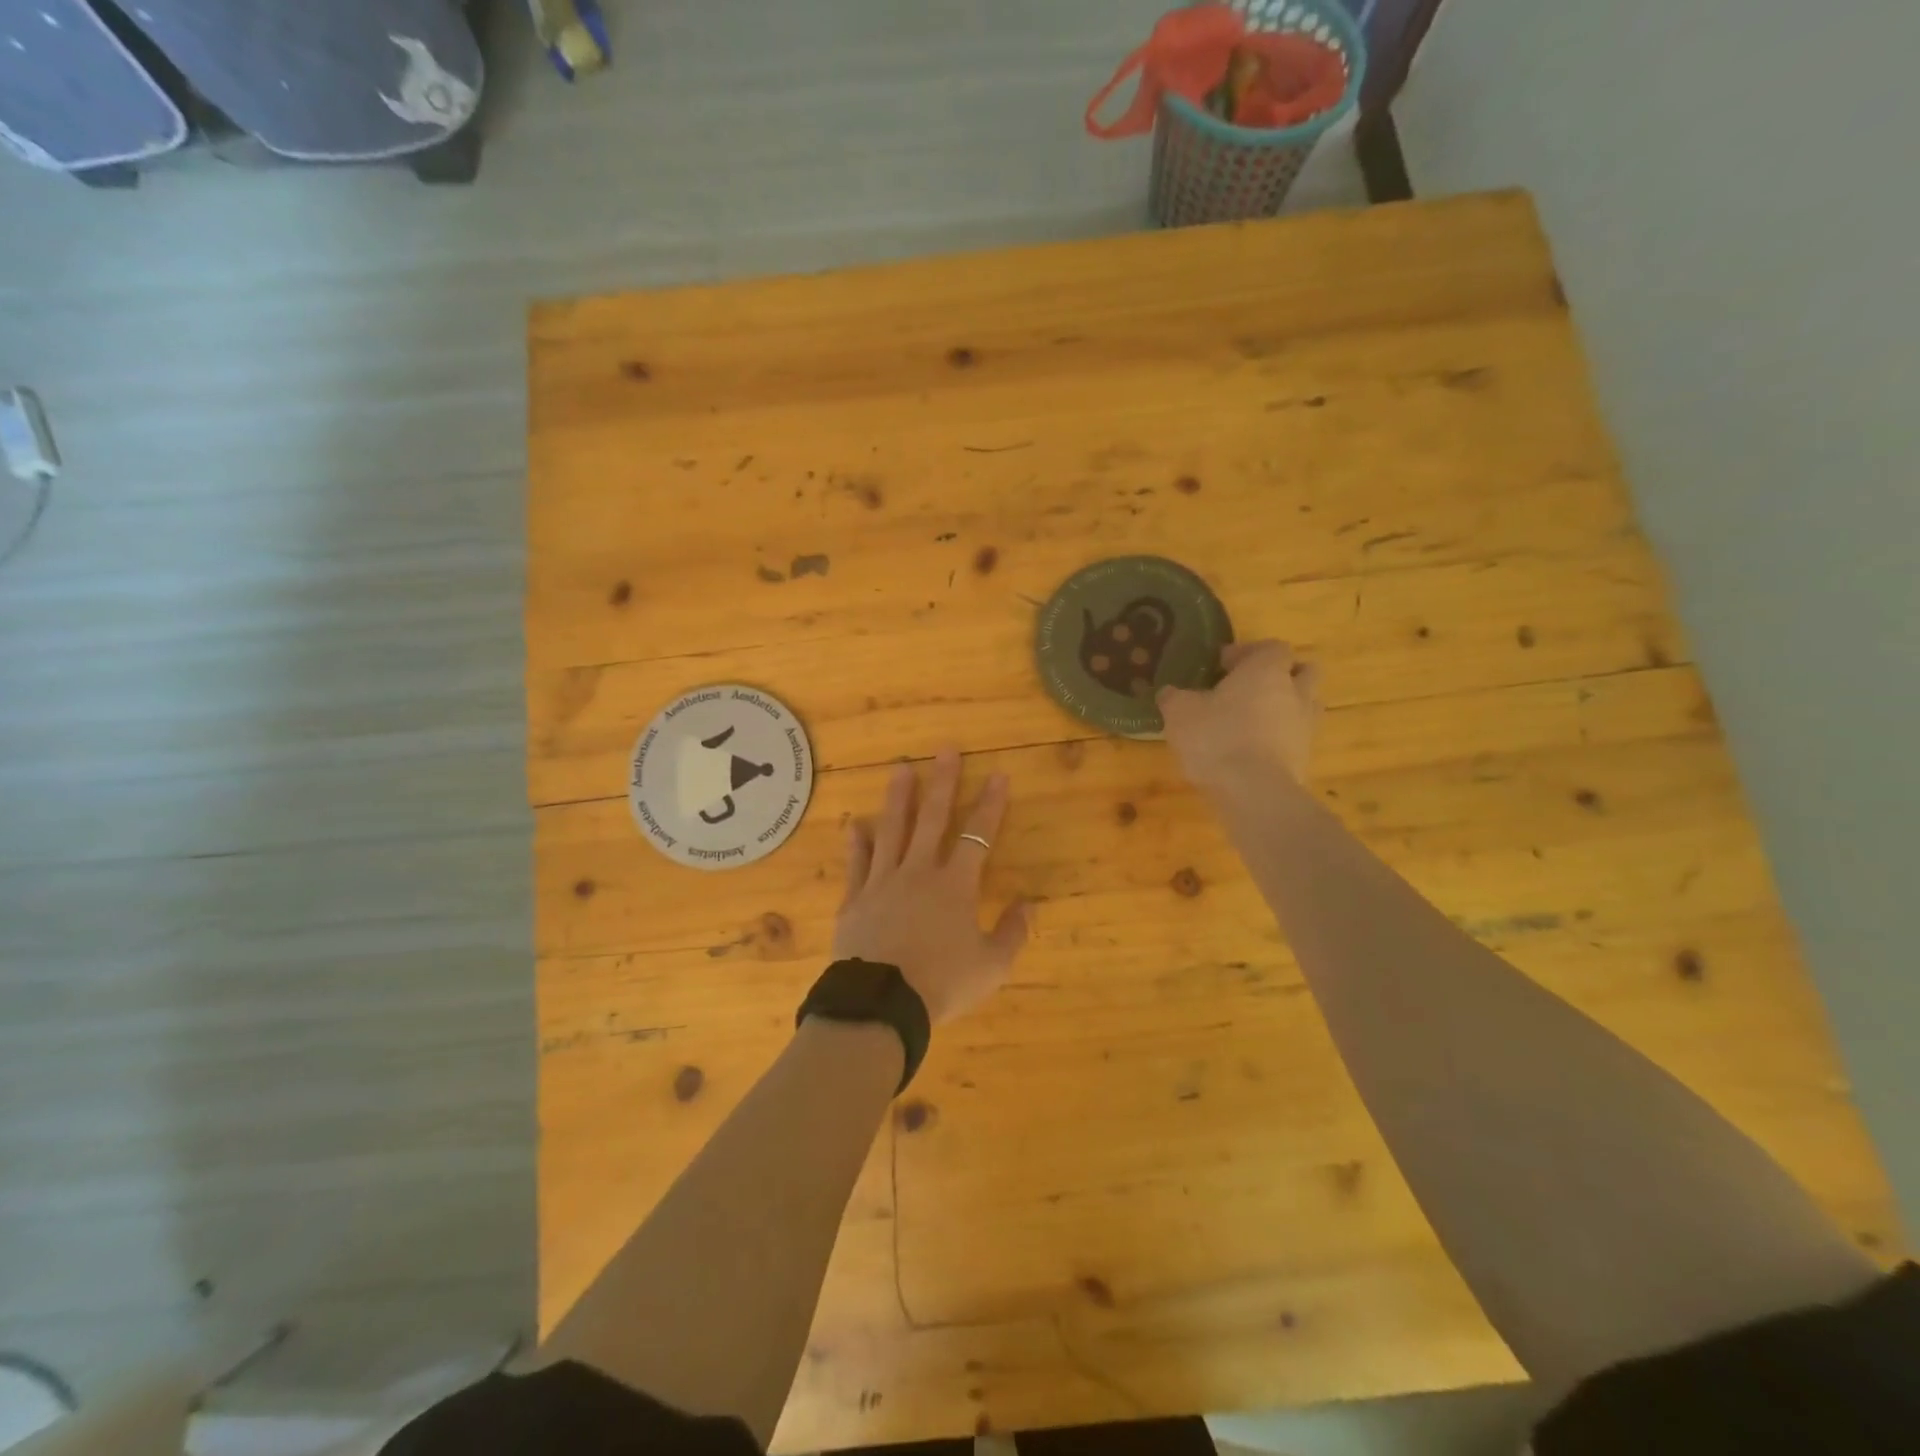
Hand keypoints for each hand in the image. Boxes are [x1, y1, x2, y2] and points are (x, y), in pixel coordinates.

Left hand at [834, 749, 1031, 1024]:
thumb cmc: (942, 983)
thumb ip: (1012, 933)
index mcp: (955, 886)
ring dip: (898, 799)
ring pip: (892, 831)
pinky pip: (857, 865)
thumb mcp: (992, 967)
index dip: (990, 804)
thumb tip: (1028, 903)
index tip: (998, 774)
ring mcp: (882, 883)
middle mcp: (919, 873)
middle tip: (945, 749)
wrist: (881, 1004)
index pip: (978, 835)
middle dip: (942, 783)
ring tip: (901, 769)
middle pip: (932, 819)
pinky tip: (855, 824)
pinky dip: (857, 844)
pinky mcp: (854, 900)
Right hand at [1158, 640, 1322, 790]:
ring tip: (1252, 721)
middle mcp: (1295, 692)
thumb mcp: (1180, 713)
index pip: (1272, 647)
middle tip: (1249, 687)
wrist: (1253, 792)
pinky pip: (1295, 738)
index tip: (1223, 665)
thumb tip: (1169, 692)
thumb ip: (1174, 697)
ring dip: (1284, 707)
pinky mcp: (1305, 759)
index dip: (1248, 652)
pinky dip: (1279, 739)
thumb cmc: (1216, 738)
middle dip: (1280, 675)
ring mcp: (1305, 727)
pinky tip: (1252, 751)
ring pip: (1304, 705)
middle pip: (1303, 671)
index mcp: (1267, 671)